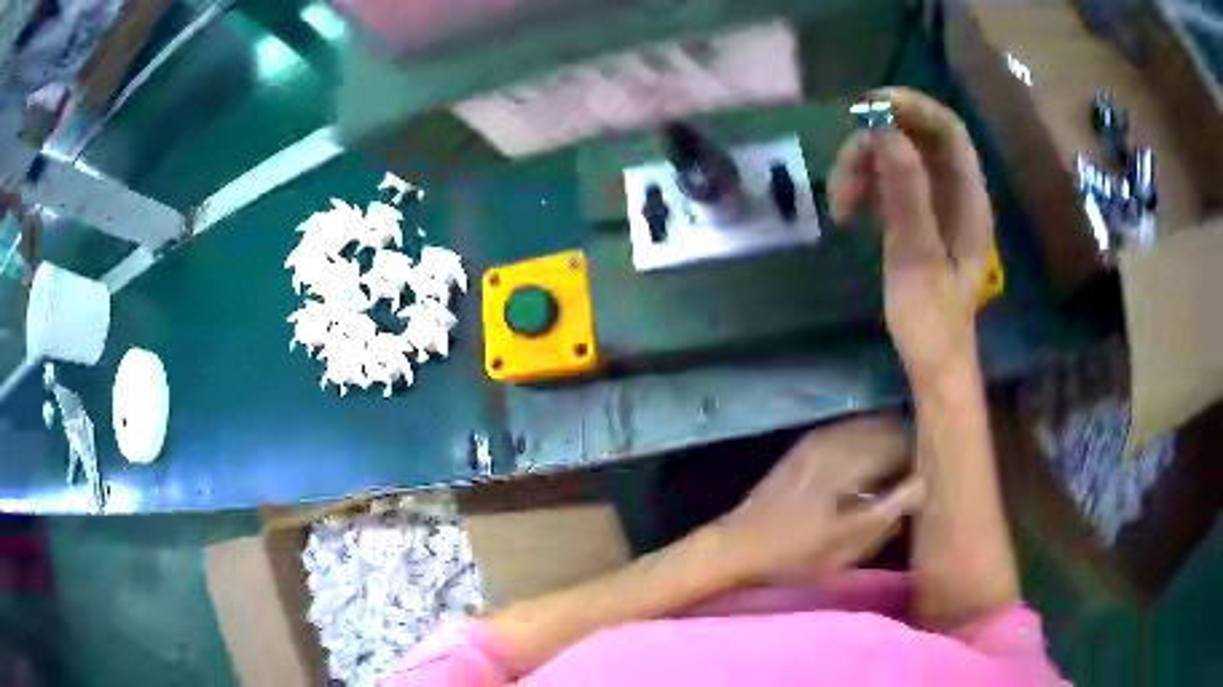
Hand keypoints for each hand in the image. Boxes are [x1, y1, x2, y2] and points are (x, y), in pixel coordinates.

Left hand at [715, 415, 923, 583]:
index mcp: (851, 454)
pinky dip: (871, 446)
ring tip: (901, 476)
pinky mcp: (809, 444)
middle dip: (913, 446)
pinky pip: (854, 433)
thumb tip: (928, 483)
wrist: (738, 545)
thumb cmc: (796, 552)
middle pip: (892, 426)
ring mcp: (821, 436)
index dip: (927, 453)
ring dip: (893, 444)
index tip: (938, 474)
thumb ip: (895, 508)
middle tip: (922, 476)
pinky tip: (871, 473)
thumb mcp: (851, 542)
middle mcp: (838, 434)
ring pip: (874, 427)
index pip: (907, 436)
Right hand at [828, 88, 993, 386]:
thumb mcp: (917, 258)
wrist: (933, 359)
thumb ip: (907, 194)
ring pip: (897, 157)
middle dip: (876, 142)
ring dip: (862, 168)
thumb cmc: (931, 319)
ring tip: (839, 203)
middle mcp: (956, 192)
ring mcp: (936, 202)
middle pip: (917, 138)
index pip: (948, 130)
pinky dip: (864, 186)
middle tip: (844, 167)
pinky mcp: (917, 215)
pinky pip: (889, 181)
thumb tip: (885, 133)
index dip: (912, 107)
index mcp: (969, 199)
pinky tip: (847, 211)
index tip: (868, 108)